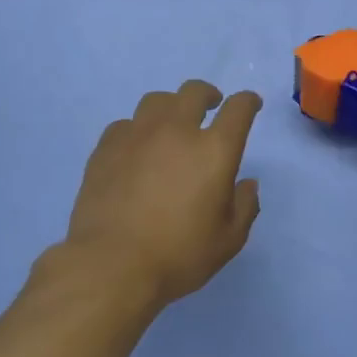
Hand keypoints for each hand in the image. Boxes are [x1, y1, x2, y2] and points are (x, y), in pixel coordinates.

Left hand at [62, 80, 262, 310]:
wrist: (112, 264)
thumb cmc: (178, 255)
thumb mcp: (228, 240)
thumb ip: (244, 206)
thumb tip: (246, 183)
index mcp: (214, 150)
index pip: (238, 109)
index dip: (248, 102)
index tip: (250, 104)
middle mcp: (176, 130)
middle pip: (194, 92)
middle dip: (208, 95)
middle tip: (211, 107)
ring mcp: (137, 135)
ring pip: (157, 101)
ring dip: (171, 107)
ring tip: (171, 124)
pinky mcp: (106, 147)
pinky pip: (126, 124)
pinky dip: (138, 130)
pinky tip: (137, 148)